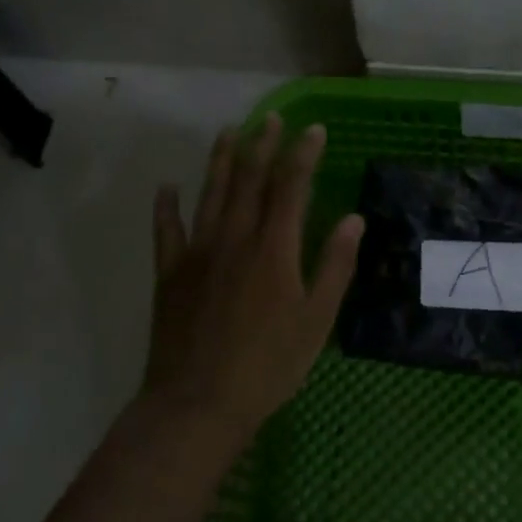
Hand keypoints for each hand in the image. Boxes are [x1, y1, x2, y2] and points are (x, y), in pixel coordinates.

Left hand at [143, 113, 363, 448]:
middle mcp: (234, 239)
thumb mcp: (316, 320)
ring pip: (210, 194)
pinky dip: (166, 207)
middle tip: (271, 118)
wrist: (197, 403)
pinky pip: (166, 231)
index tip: (313, 129)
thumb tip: (355, 220)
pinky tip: (166, 188)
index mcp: (273, 249)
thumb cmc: (268, 365)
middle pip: (249, 180)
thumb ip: (335, 265)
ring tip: (229, 132)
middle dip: (262, 145)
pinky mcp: (170, 274)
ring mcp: (197, 253)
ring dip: (220, 161)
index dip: (303, 155)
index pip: (291, 187)